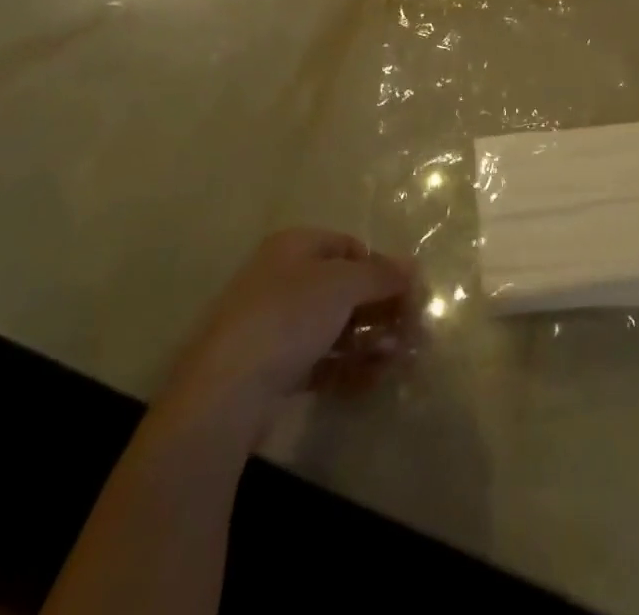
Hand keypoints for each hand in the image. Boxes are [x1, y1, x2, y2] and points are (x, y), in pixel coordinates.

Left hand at [158, 229, 414, 429]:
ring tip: (397, 359)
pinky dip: (348, 368)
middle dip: (380, 309)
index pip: (349, 247)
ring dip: (370, 340)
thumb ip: (381, 275)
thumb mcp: (343, 285)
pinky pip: (320, 361)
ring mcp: (275, 327)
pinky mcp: (272, 370)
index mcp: (294, 247)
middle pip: (343, 289)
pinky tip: (373, 381)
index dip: (381, 266)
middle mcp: (283, 279)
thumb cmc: (288, 317)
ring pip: (334, 327)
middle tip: (412, 331)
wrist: (225, 392)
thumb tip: (412, 267)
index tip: (408, 292)